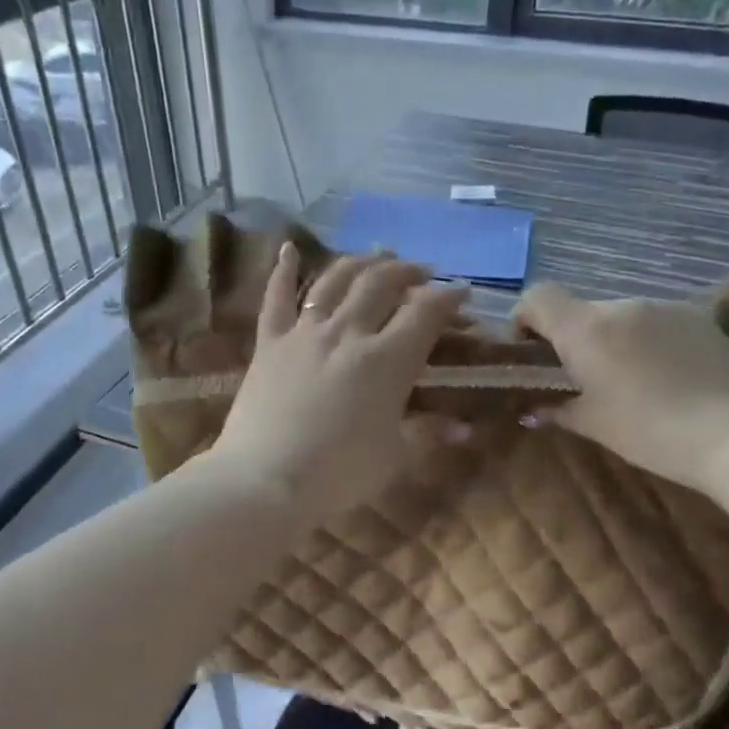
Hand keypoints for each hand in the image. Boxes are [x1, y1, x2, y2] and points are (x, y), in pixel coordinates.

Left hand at [210, 244, 470, 527]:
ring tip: (377, 255)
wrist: (263, 480)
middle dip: (407, 271)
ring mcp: (304, 333)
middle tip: (422, 272)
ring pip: (335, 280)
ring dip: (360, 262)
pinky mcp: (270, 342)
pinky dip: (283, 270)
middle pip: (381, 284)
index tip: (462, 293)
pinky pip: (276, 298)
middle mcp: (347, 332)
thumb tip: (464, 429)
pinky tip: (288, 248)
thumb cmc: (338, 474)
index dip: (448, 298)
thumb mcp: (394, 457)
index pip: (425, 313)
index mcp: (386, 360)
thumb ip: (428, 434)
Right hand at [512, 283, 728, 490]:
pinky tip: (668, 377)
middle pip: (581, 311)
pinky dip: (649, 342)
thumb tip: (531, 411)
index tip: (532, 352)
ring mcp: (664, 308)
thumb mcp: (595, 425)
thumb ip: (557, 410)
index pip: (538, 296)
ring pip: (621, 317)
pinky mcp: (699, 318)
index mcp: (586, 329)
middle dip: (574, 338)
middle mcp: (622, 306)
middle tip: (584, 379)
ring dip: (614, 340)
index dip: (525, 318)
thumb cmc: (650, 432)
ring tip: (632, 381)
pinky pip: (657, 323)